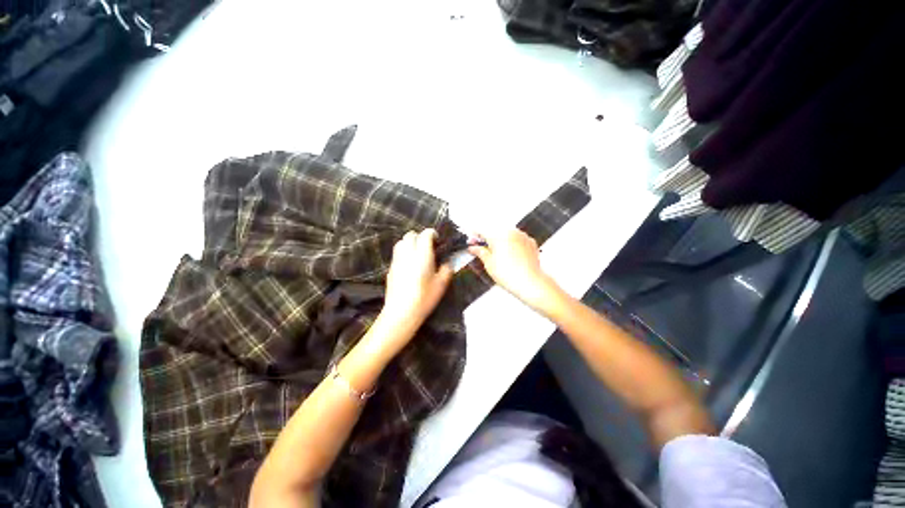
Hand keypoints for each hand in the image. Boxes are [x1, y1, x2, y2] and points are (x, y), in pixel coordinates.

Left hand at [381, 229, 453, 332]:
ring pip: (401, 242)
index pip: (425, 234)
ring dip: (410, 243)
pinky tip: (410, 264)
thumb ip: (447, 269)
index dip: (432, 234)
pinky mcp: (390, 268)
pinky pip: (397, 253)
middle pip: (411, 235)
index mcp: (422, 255)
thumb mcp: (442, 284)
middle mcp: (408, 254)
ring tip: (417, 253)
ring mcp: (397, 260)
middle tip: (428, 247)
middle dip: (420, 237)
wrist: (401, 312)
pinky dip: (403, 252)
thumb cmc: (424, 298)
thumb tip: (448, 262)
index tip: (438, 241)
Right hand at [468, 229, 561, 311]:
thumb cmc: (510, 275)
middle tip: (482, 249)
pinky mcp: (530, 242)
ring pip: (506, 235)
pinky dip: (512, 244)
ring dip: (500, 241)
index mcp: (498, 235)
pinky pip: (517, 239)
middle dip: (487, 239)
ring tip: (497, 255)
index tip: (472, 241)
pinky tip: (509, 255)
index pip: (481, 230)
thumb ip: (480, 252)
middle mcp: (511, 232)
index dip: (474, 236)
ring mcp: (522, 236)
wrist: (530, 283)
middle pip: (494, 231)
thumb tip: (473, 248)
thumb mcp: (489, 264)